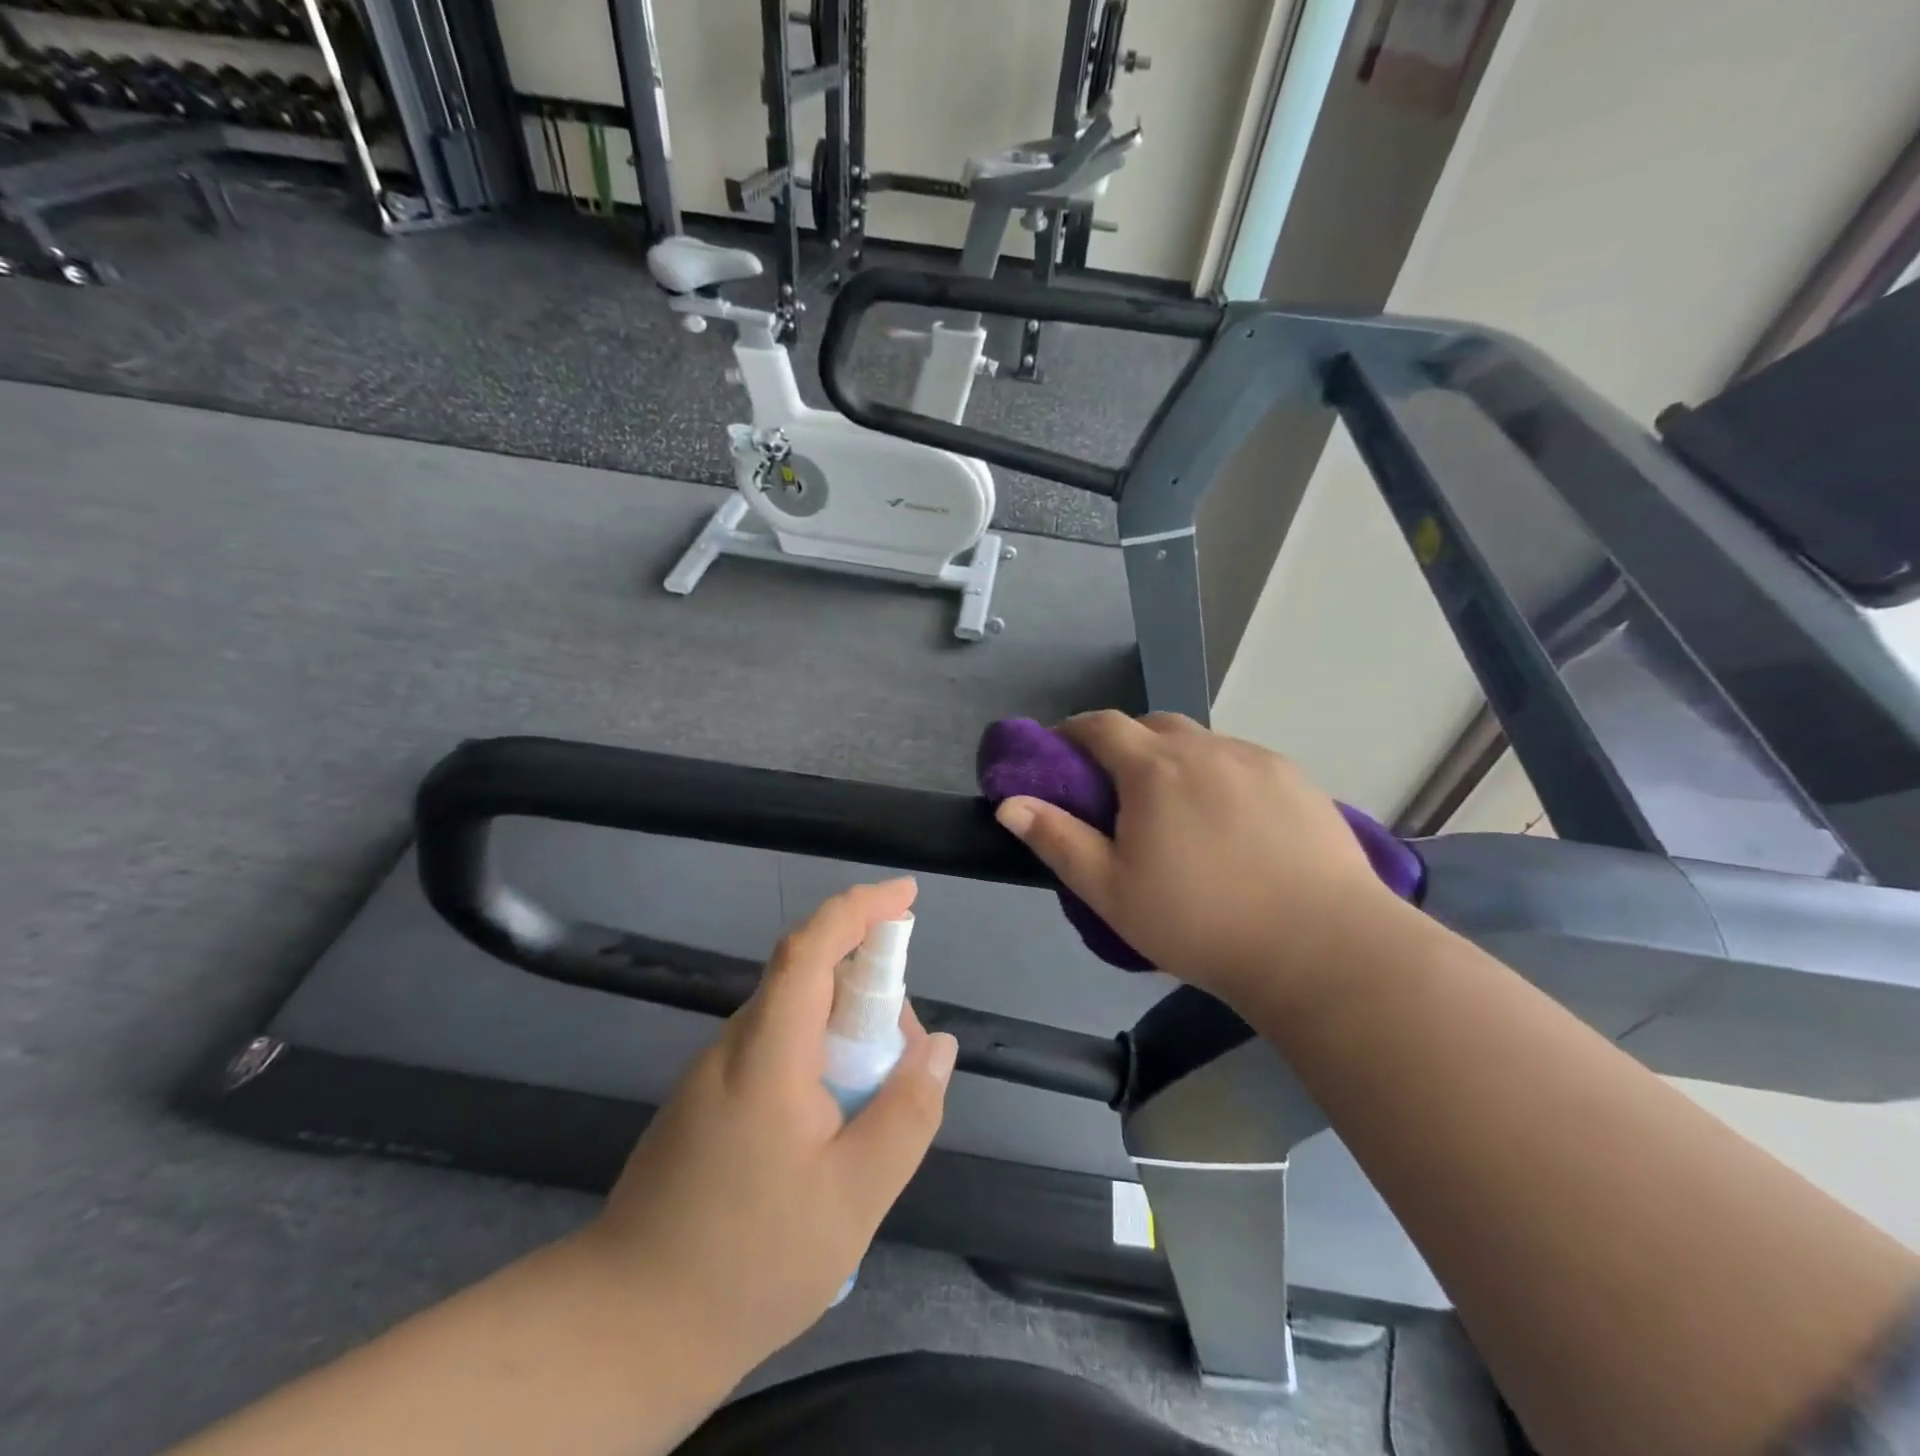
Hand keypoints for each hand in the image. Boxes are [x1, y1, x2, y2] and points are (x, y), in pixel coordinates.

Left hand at [579, 879, 958, 1376]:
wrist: (627, 1330)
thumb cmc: (750, 1261)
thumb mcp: (854, 1197)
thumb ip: (906, 1113)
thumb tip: (938, 1045)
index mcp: (766, 1054)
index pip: (811, 949)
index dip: (859, 909)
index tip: (906, 896)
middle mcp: (734, 1046)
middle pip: (808, 978)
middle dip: (869, 985)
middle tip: (908, 1049)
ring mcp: (714, 1073)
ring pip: (794, 1016)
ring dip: (846, 1027)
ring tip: (879, 1093)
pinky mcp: (707, 1101)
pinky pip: (776, 1049)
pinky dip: (820, 1055)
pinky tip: (836, 1120)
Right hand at [993, 712, 1401, 1009]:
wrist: (1321, 948)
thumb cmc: (1200, 923)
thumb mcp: (1111, 892)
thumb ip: (1057, 841)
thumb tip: (1010, 803)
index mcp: (1155, 769)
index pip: (1102, 725)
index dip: (1074, 732)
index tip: (1062, 755)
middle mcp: (1206, 748)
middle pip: (1153, 725)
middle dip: (1125, 743)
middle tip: (1119, 790)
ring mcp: (1258, 760)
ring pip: (1202, 742)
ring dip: (1177, 758)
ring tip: (1178, 809)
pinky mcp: (1298, 780)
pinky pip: (1243, 761)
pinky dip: (1221, 774)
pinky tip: (1232, 820)